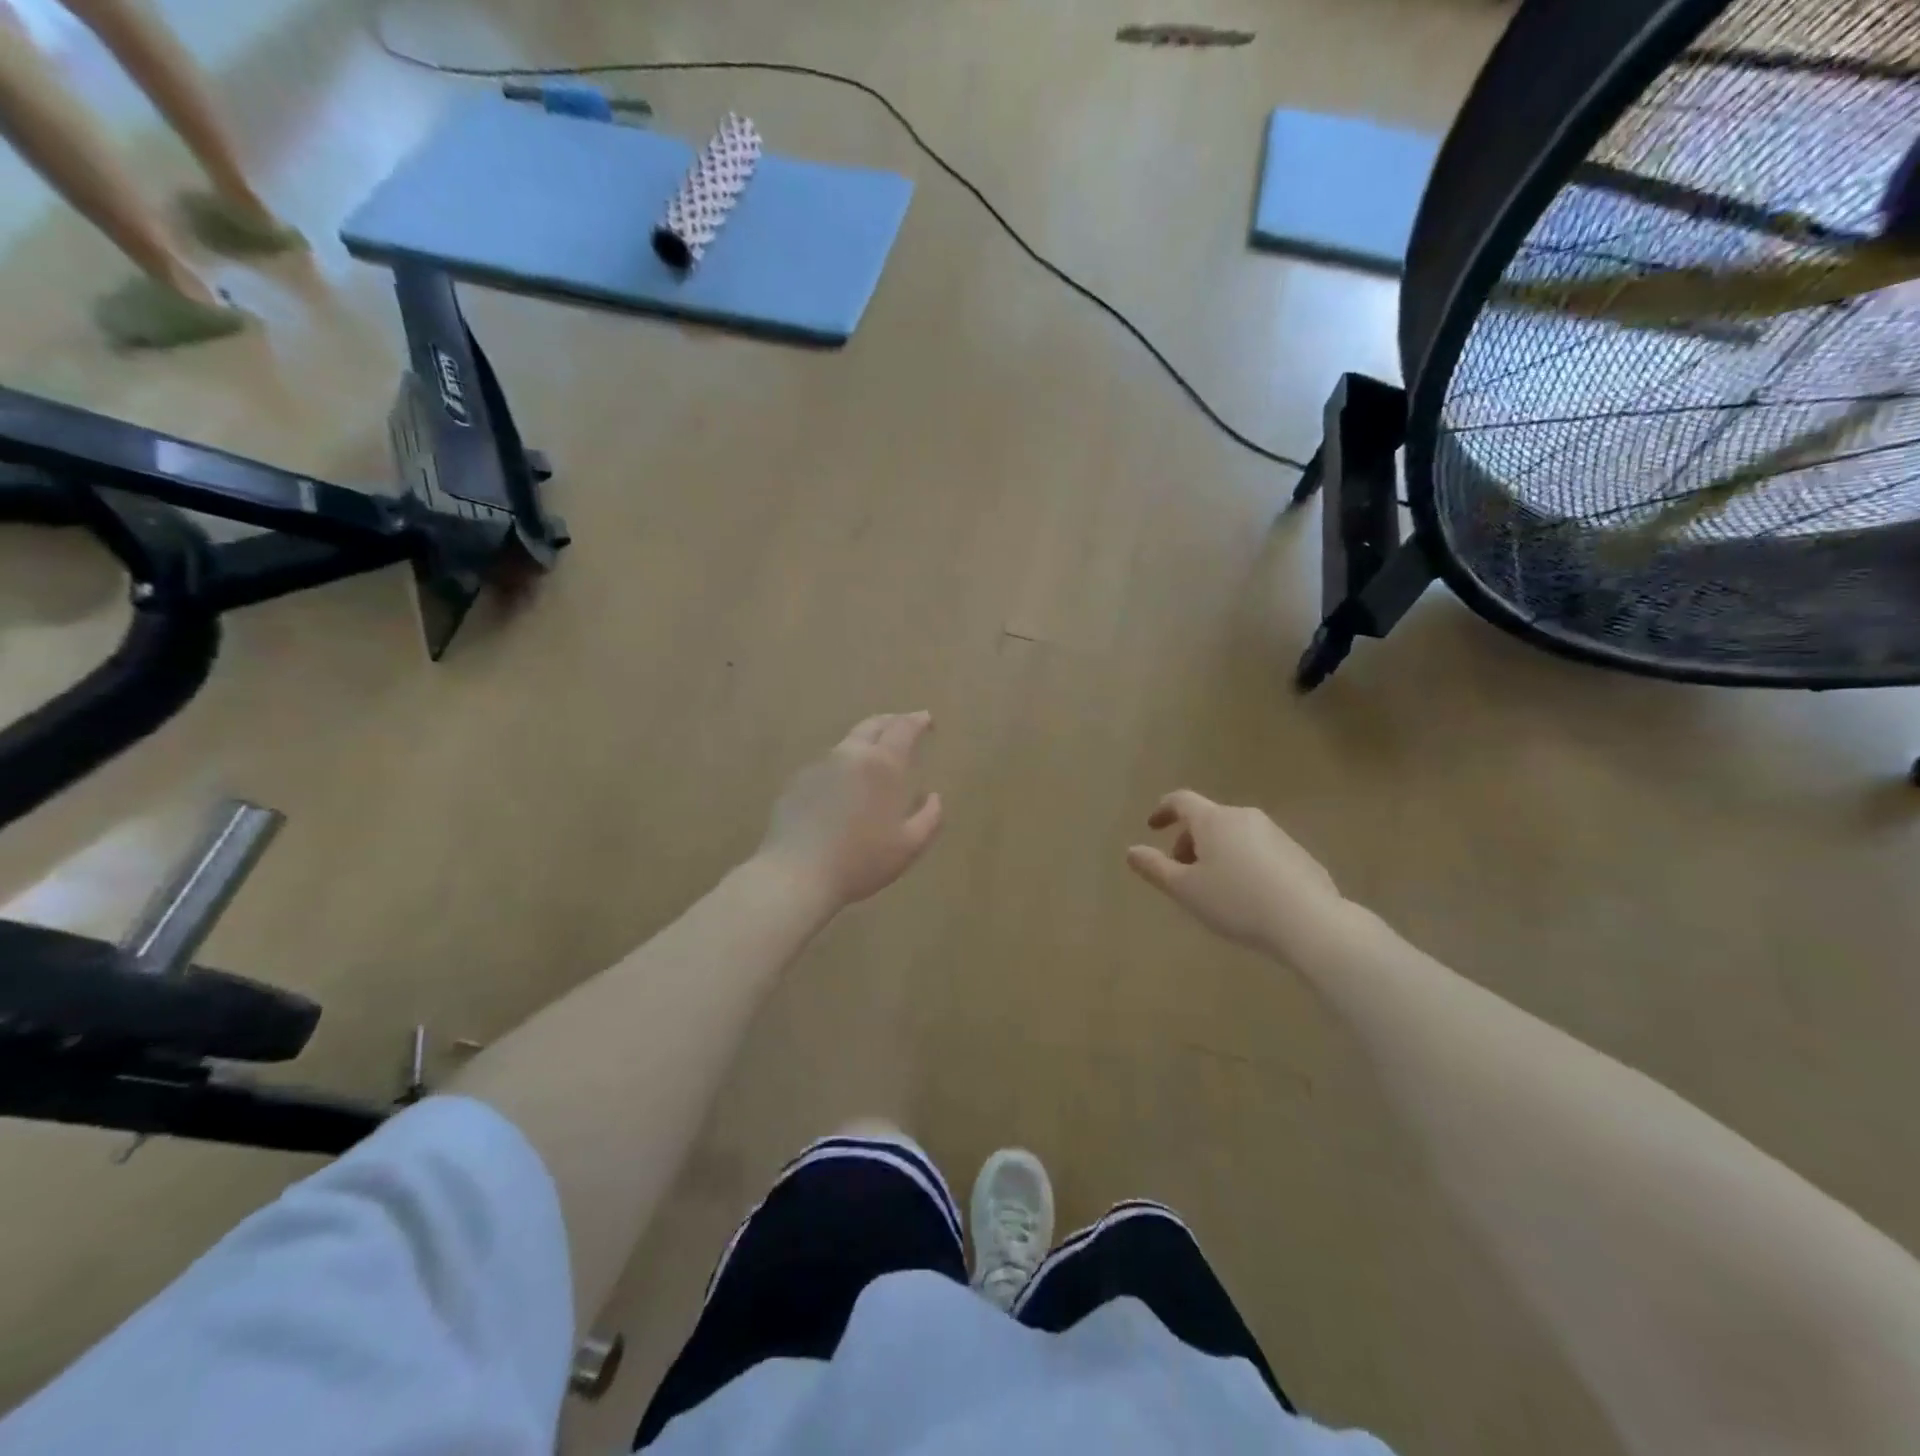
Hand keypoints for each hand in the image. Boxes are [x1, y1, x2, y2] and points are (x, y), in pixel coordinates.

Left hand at [756, 712, 944, 913]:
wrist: (797, 874)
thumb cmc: (861, 860)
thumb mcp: (909, 846)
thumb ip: (930, 817)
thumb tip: (933, 797)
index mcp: (882, 765)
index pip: (903, 728)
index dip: (917, 720)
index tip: (927, 720)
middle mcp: (850, 755)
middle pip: (872, 725)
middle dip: (892, 721)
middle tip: (904, 726)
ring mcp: (819, 766)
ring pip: (847, 744)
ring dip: (865, 744)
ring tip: (875, 759)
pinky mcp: (796, 783)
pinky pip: (826, 766)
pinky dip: (842, 767)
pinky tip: (843, 789)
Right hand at [1126, 790, 1341, 955]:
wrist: (1309, 921)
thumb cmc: (1237, 902)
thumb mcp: (1186, 890)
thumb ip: (1155, 868)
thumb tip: (1132, 851)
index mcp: (1213, 820)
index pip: (1181, 801)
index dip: (1163, 810)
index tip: (1152, 827)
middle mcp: (1244, 817)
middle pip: (1208, 819)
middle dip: (1189, 840)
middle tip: (1181, 871)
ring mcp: (1275, 833)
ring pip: (1233, 834)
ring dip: (1216, 852)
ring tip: (1214, 887)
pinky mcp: (1297, 853)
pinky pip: (1258, 849)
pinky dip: (1242, 861)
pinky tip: (1247, 895)